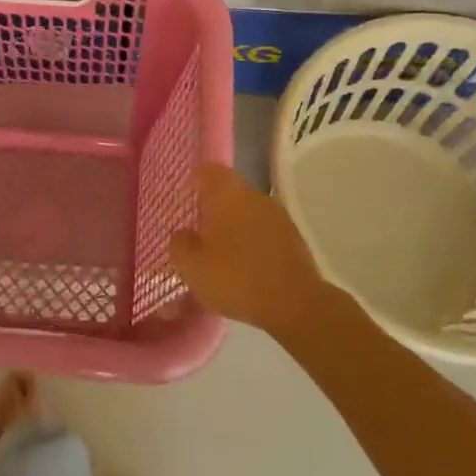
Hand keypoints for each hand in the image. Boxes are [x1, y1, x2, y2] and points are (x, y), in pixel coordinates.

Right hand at [169, 164, 347, 343]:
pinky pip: (264, 230)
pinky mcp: (294, 237)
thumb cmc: (236, 278)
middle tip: (197, 231)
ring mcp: (278, 215)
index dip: (193, 181)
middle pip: (228, 191)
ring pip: (247, 211)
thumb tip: (182, 234)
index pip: (207, 170)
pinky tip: (245, 265)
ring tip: (220, 253)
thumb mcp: (192, 266)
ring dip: (233, 225)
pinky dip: (252, 241)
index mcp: (227, 193)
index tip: (183, 199)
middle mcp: (254, 195)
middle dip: (212, 207)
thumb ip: (179, 244)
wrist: (295, 304)